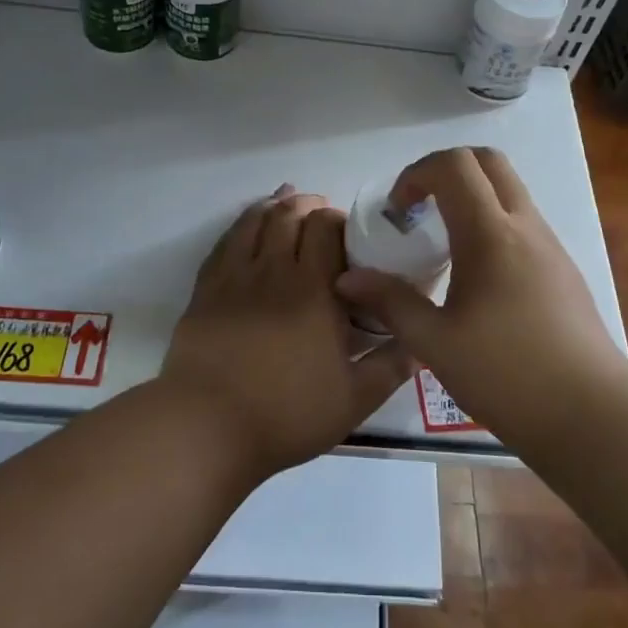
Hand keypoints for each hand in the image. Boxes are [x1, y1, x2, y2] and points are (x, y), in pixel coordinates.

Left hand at [160, 184, 412, 480]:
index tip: (347, 232)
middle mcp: (274, 271)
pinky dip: (240, 225)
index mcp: (314, 289)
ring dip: (273, 205)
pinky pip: (224, 243)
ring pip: (254, 221)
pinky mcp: (205, 290)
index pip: (325, 227)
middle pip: (289, 215)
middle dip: (307, 204)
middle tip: (320, 211)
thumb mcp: (354, 400)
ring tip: (285, 200)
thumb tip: (422, 342)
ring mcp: (234, 277)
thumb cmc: (287, 414)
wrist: (207, 427)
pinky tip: (246, 227)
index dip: (337, 219)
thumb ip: (391, 366)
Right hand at [334, 148, 624, 433]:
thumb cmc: (507, 375)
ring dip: (471, 197)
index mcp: (490, 234)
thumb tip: (348, 279)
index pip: (454, 164)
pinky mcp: (562, 269)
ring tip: (444, 246)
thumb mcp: (435, 343)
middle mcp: (524, 226)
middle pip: (488, 161)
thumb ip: (391, 303)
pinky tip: (477, 278)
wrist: (592, 414)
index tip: (399, 212)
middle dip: (446, 171)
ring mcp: (550, 245)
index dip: (417, 174)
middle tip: (421, 210)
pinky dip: (492, 223)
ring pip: (509, 190)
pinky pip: (522, 222)